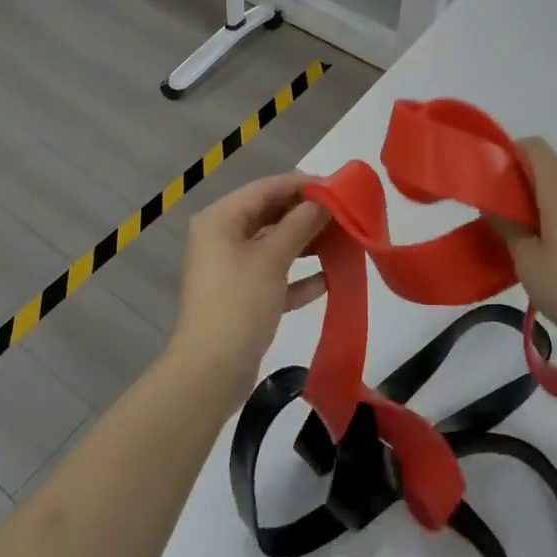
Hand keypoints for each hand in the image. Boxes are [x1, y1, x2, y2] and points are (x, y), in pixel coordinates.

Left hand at [170, 173, 328, 394]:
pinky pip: (275, 276)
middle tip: (346, 214)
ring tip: (344, 242)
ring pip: (275, 245)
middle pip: (270, 214)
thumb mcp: (272, 258)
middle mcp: (223, 237)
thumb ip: (300, 224)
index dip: (302, 184)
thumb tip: (324, 200)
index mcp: (221, 219)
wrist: (211, 372)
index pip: (266, 188)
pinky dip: (299, 276)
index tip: (338, 187)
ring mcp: (231, 268)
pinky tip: (330, 280)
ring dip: (307, 244)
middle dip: (307, 214)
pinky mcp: (243, 297)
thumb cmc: (239, 303)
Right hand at [495, 139, 556, 373]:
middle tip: (507, 230)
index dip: (509, 156)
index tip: (494, 187)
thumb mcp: (528, 264)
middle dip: (525, 194)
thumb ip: (507, 227)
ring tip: (539, 257)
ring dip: (550, 215)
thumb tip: (494, 203)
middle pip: (551, 175)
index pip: (533, 147)